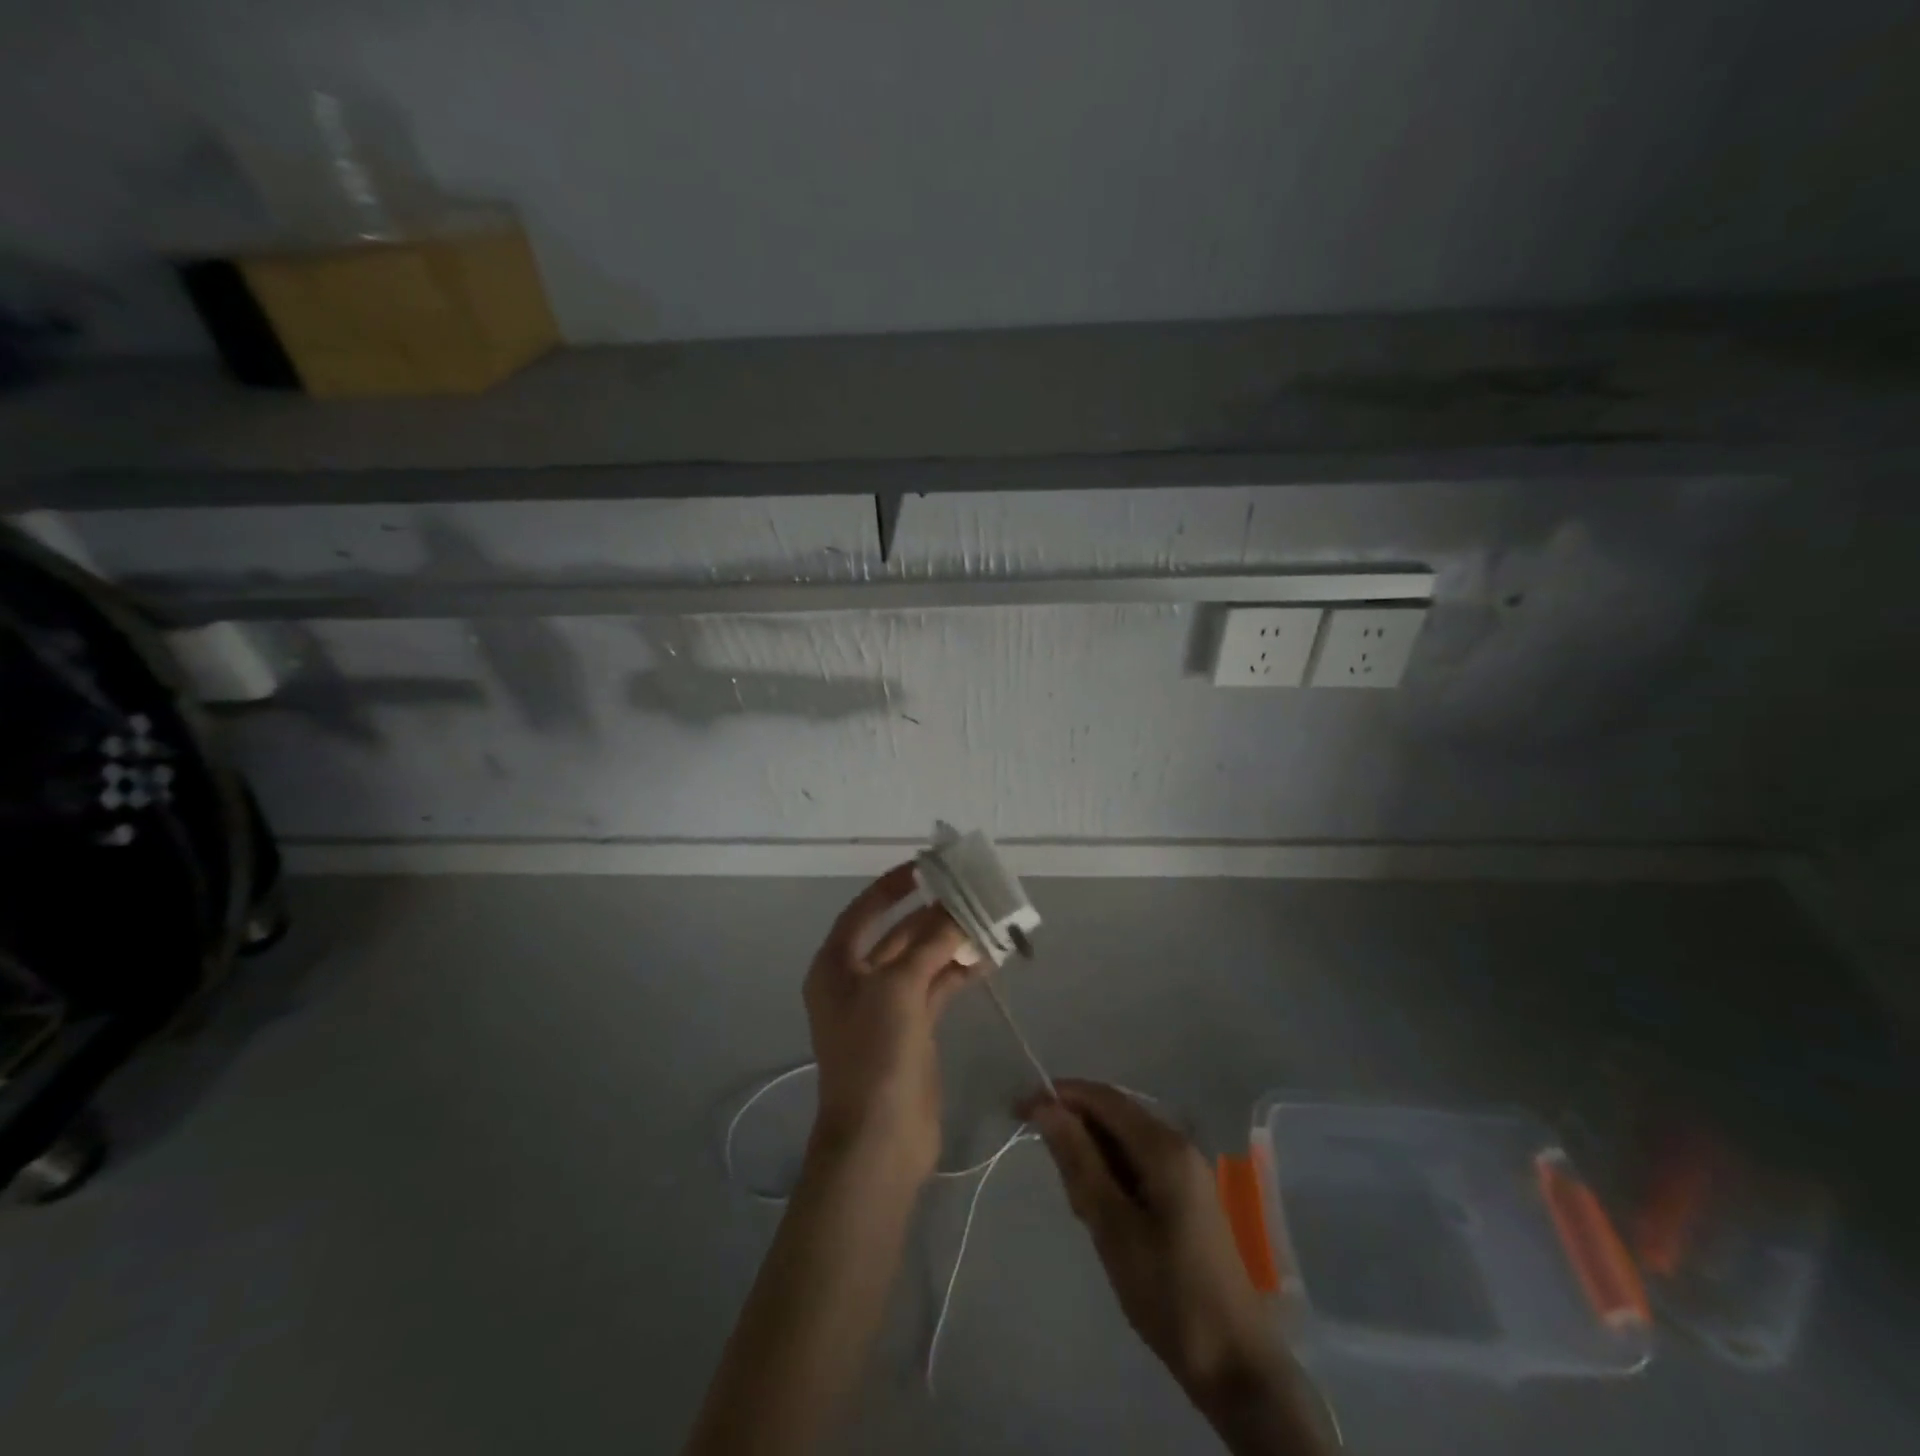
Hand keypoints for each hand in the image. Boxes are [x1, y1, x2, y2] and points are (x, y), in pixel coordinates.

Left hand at [803, 865, 973, 1179]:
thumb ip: (931, 943)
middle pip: (897, 934)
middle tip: (971, 891)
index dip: (892, 887)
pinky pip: (937, 987)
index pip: (864, 911)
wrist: (879, 1138)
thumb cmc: (875, 1052)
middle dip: (932, 913)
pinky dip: (960, 971)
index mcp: (836, 965)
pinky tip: (990, 957)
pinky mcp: (912, 1029)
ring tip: (989, 919)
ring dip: (951, 942)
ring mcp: (886, 1006)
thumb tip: (959, 910)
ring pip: (922, 961)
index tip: (927, 867)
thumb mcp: (899, 987)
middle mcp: (857, 981)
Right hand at [1021, 1080, 1286, 1407]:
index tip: (1018, 1109)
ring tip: (1082, 1212)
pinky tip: (1103, 1216)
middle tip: (1055, 1180)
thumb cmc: (1168, 1292)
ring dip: (1092, 1160)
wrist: (1234, 1365)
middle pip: (1113, 1115)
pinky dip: (1111, 1178)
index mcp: (1164, 1144)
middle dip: (1075, 1132)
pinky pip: (1136, 1165)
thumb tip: (1045, 1107)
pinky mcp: (1185, 1196)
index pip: (1102, 1097)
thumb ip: (1078, 1160)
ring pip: (1123, 1142)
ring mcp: (1185, 1171)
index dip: (1058, 1095)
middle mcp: (1177, 1144)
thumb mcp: (1112, 1225)